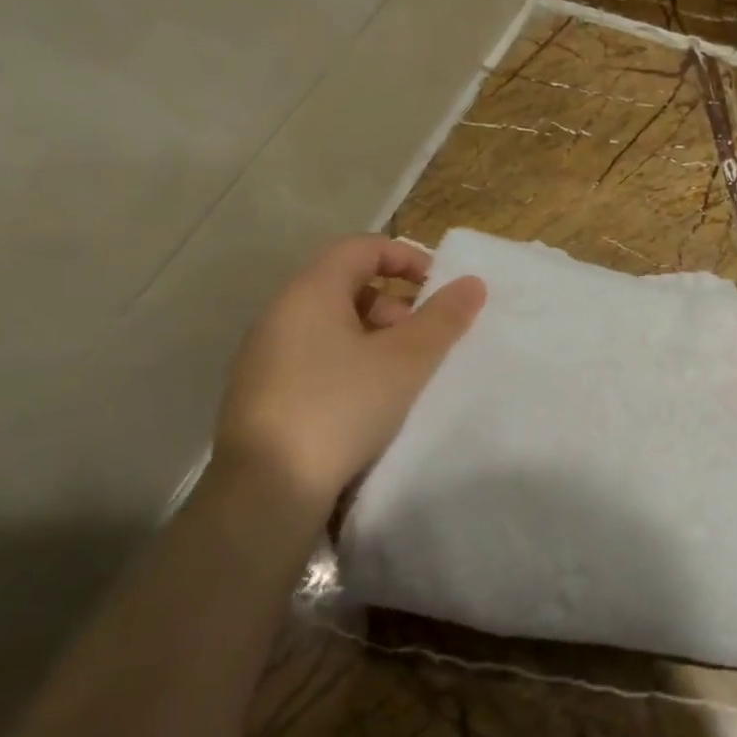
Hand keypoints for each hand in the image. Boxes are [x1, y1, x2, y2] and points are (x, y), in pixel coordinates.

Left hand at [212, 236, 485, 516]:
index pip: (360, 247)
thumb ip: (443, 319)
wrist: (268, 488)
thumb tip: (473, 282)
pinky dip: (350, 363)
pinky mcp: (263, 393)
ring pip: (331, 325)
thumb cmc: (342, 407)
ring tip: (402, 377)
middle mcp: (280, 314)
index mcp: (310, 293)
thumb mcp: (405, 361)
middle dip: (394, 304)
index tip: (439, 287)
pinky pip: (315, 358)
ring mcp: (265, 355)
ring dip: (374, 338)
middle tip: (424, 341)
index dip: (405, 256)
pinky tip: (368, 402)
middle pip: (345, 285)